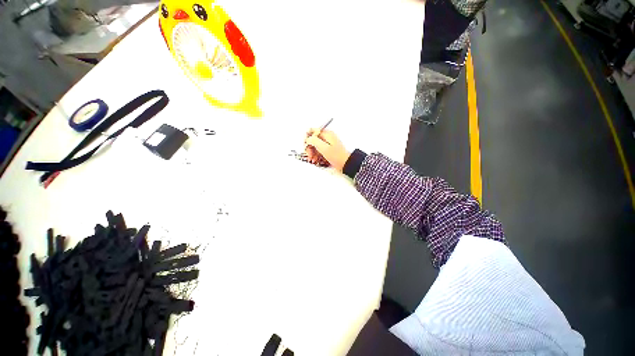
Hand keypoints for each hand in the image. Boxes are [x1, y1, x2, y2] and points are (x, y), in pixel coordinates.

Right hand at [305, 129, 350, 171]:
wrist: (346, 164)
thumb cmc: (337, 156)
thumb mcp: (324, 148)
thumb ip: (314, 141)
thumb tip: (308, 138)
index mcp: (326, 134)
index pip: (312, 131)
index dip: (307, 138)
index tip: (306, 146)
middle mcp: (327, 137)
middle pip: (313, 139)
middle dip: (309, 147)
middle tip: (309, 155)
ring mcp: (327, 144)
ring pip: (315, 146)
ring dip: (312, 152)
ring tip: (312, 159)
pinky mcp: (328, 150)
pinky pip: (319, 151)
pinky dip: (316, 155)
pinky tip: (315, 160)